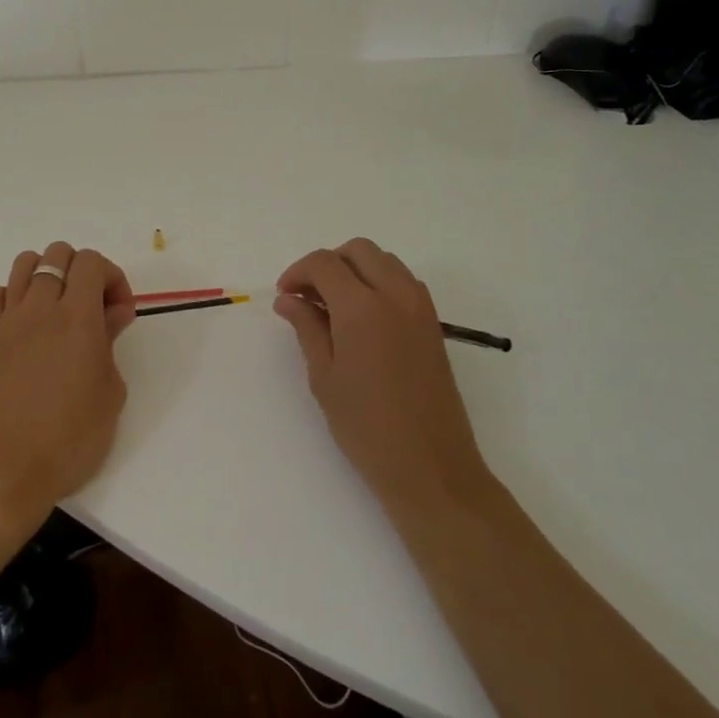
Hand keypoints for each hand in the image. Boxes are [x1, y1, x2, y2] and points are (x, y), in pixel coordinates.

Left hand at [0, 241, 136, 534]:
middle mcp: (40, 309)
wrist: (11, 472)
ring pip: (25, 263)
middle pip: (58, 254)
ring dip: (48, 275)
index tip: (119, 313)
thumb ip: (110, 341)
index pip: (91, 262)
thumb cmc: (72, 439)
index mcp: (77, 318)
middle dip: (83, 271)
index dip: (112, 277)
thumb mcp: (111, 391)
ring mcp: (9, 321)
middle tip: (94, 310)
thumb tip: (112, 313)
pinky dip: (15, 296)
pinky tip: (29, 325)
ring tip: (60, 310)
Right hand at [273, 238, 492, 521]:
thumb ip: (307, 328)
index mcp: (362, 307)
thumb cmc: (366, 427)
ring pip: (384, 262)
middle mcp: (396, 295)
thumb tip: (288, 299)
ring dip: (355, 270)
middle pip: (358, 250)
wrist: (431, 467)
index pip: (324, 263)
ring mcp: (420, 308)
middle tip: (307, 297)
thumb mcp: (324, 377)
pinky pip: (403, 283)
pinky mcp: (433, 325)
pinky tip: (362, 320)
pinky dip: (378, 284)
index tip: (284, 296)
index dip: (298, 272)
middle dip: (328, 264)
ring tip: (333, 307)